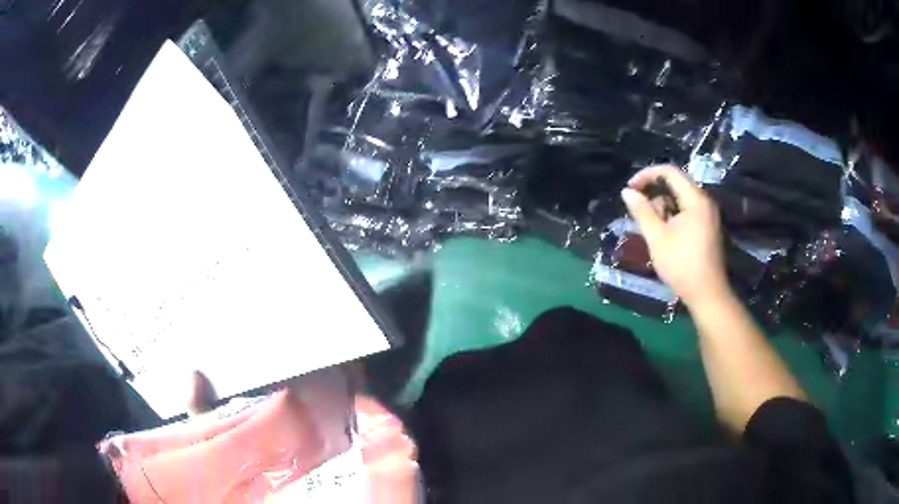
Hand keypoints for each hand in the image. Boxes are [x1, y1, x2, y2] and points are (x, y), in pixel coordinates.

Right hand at [621, 165, 729, 306]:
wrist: (707, 294)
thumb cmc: (682, 265)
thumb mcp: (657, 237)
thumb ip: (642, 211)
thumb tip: (626, 192)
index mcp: (695, 199)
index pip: (669, 172)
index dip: (647, 175)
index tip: (630, 188)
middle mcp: (704, 202)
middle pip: (676, 184)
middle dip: (654, 192)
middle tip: (638, 208)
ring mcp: (708, 215)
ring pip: (681, 199)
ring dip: (662, 205)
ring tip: (649, 224)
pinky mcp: (707, 227)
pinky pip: (687, 211)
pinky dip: (672, 214)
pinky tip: (663, 231)